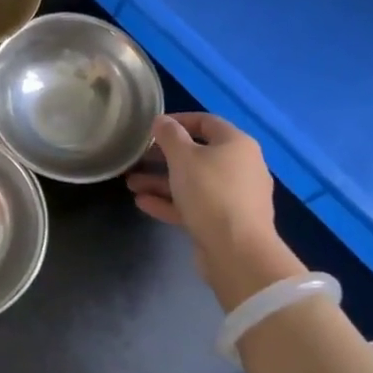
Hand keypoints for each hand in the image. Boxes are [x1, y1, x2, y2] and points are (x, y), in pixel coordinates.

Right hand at [126, 113, 286, 306]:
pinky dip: (171, 202)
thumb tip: (162, 121)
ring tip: (131, 184)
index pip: (206, 122)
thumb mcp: (183, 157)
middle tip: (137, 159)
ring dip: (162, 182)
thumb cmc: (211, 192)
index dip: (178, 121)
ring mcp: (234, 197)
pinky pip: (195, 205)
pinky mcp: (225, 222)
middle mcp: (240, 167)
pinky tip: (143, 203)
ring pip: (193, 183)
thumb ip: (169, 135)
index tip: (152, 127)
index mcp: (237, 144)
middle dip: (163, 157)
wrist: (238, 252)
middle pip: (198, 154)